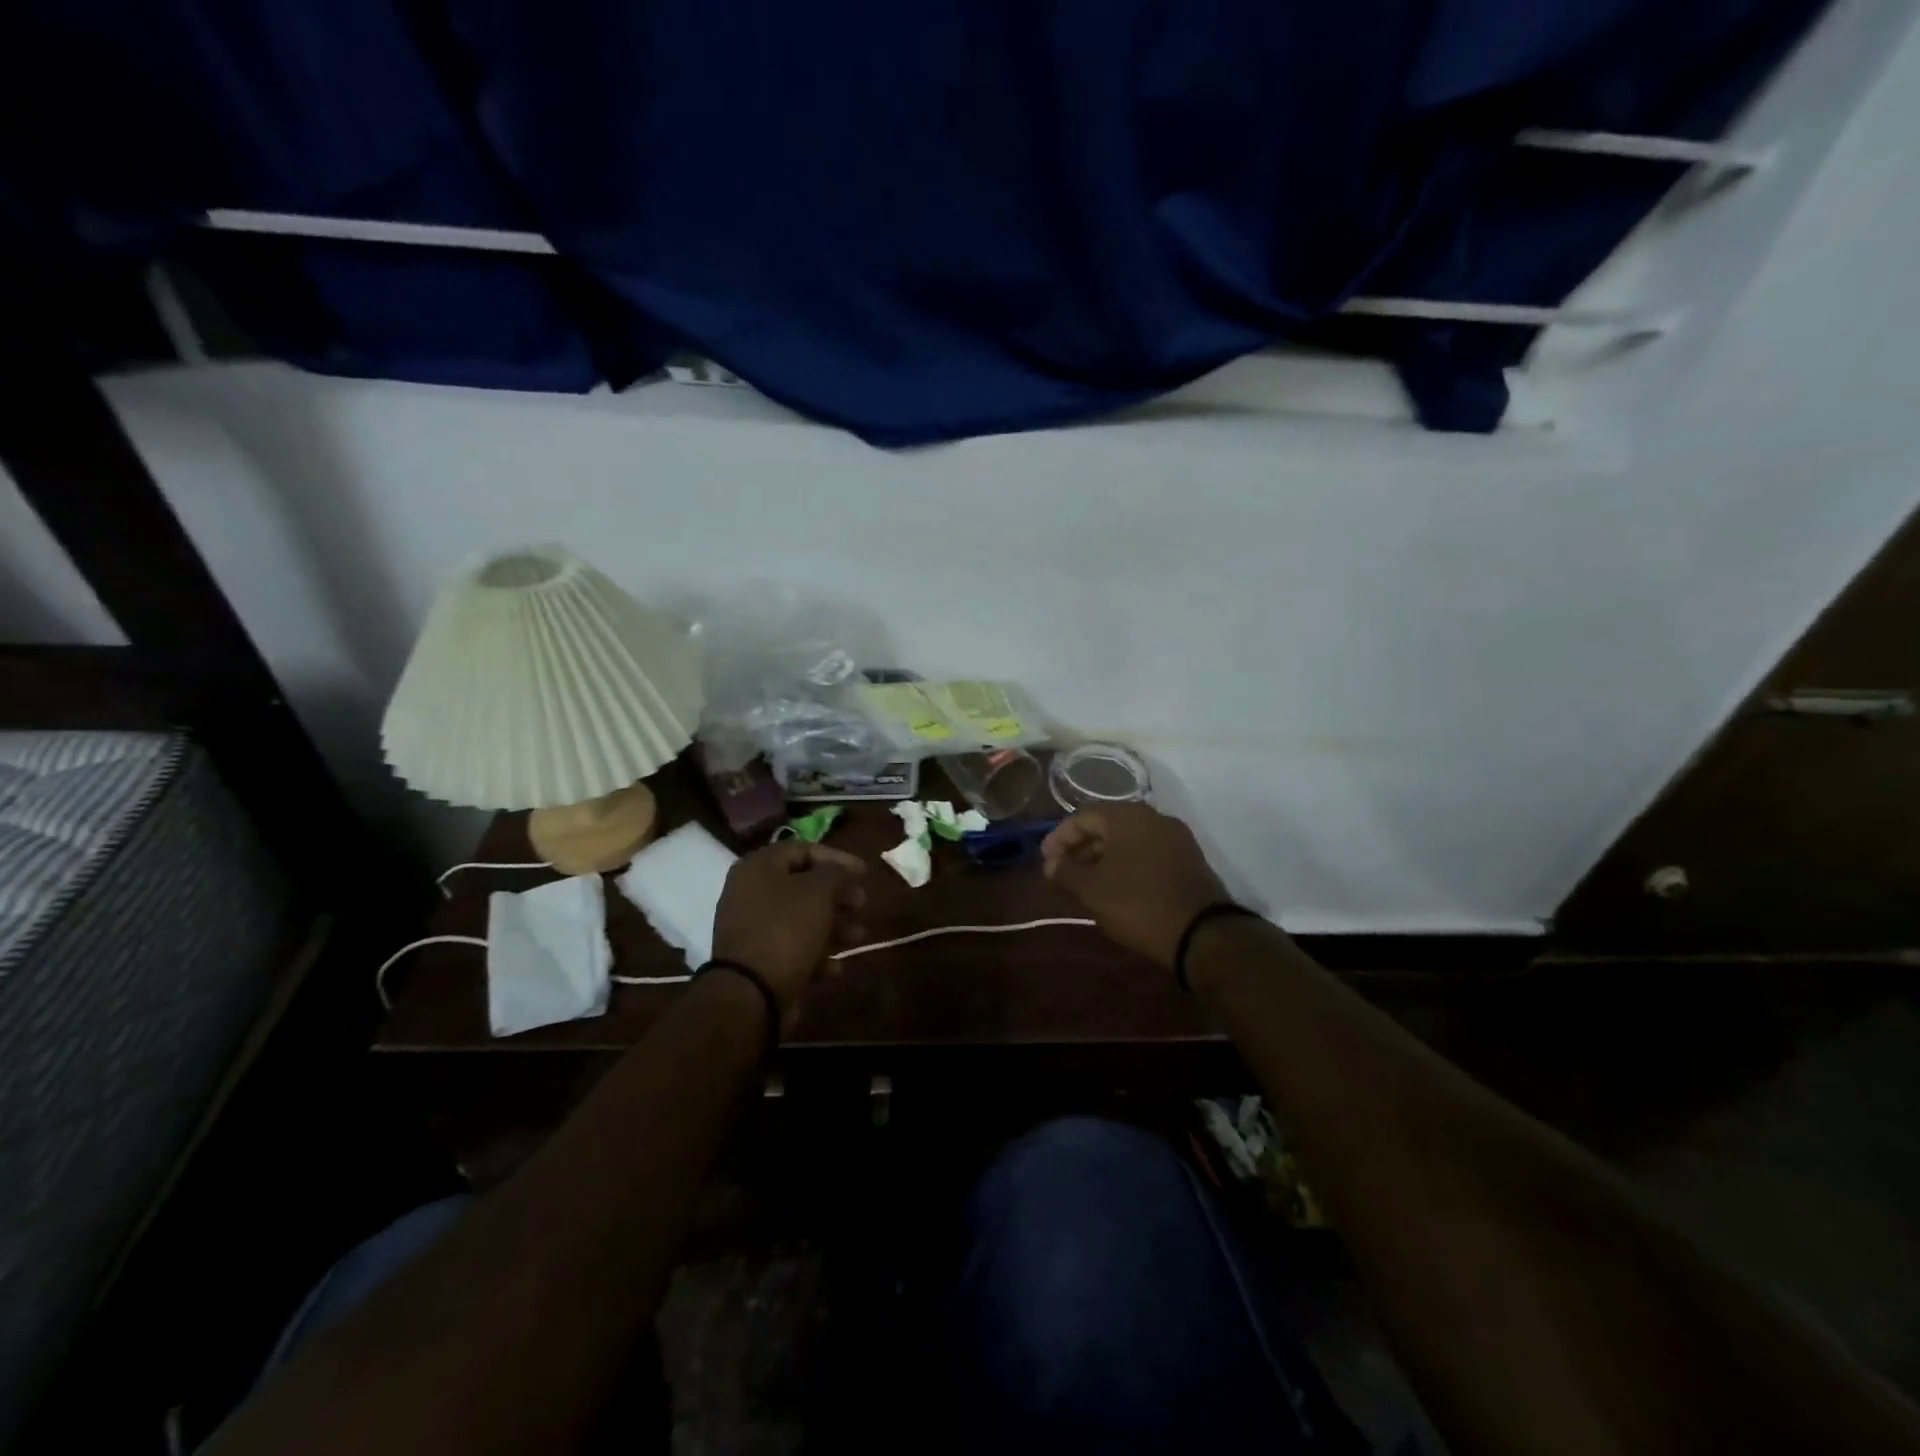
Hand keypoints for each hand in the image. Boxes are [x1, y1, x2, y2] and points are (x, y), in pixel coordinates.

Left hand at [711, 842, 867, 1020]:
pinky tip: (834, 967)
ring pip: (801, 918)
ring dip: (834, 926)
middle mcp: (750, 892)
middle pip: (803, 885)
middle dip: (838, 895)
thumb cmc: (786, 930)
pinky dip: (816, 953)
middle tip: (861, 904)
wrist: (750, 993)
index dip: (837, 858)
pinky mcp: (758, 959)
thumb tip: (840, 869)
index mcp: (759, 868)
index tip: (864, 873)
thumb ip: (834, 872)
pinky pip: (792, 947)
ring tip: (857, 937)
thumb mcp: (818, 892)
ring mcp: (753, 928)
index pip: (803, 850)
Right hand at [1041, 804, 1232, 968]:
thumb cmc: (1138, 904)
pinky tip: (1115, 888)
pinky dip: (1126, 865)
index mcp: (1128, 816)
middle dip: (1081, 848)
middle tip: (1062, 871)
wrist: (1202, 934)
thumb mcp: (1092, 890)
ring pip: (1128, 841)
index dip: (1059, 838)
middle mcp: (1154, 818)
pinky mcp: (1188, 861)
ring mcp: (1176, 839)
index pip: (1083, 817)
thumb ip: (1066, 871)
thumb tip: (1051, 863)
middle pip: (1107, 825)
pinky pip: (1147, 853)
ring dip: (1103, 858)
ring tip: (1085, 883)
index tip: (1046, 861)